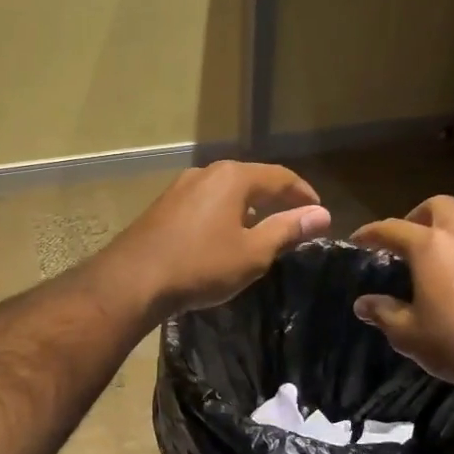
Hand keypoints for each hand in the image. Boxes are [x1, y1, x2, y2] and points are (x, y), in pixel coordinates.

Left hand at [109, 161, 331, 314]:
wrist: (133, 279)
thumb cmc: (200, 265)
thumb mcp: (252, 253)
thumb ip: (287, 230)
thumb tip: (320, 214)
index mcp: (233, 177)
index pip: (280, 177)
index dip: (303, 194)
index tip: (318, 212)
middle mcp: (206, 173)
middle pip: (250, 180)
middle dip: (274, 199)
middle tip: (293, 220)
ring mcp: (179, 189)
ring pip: (224, 192)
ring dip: (246, 207)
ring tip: (260, 230)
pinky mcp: (162, 208)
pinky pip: (203, 205)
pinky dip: (222, 215)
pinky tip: (222, 238)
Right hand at [350, 196, 453, 400]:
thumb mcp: (409, 334)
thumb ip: (383, 313)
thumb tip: (364, 304)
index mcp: (432, 247)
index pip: (392, 228)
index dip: (371, 233)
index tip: (358, 240)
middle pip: (439, 207)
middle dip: (417, 217)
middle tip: (406, 244)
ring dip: (449, 240)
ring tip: (437, 271)